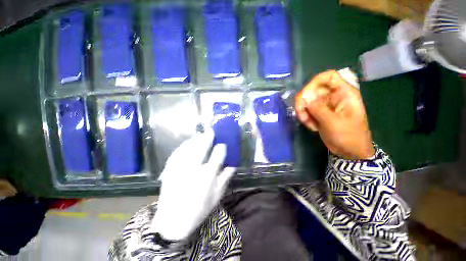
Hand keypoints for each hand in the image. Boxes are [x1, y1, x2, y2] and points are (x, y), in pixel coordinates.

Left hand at [152, 130, 235, 240]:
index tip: (223, 144)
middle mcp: (193, 171)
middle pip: (201, 149)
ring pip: (188, 149)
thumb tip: (233, 165)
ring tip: (200, 134)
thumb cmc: (198, 210)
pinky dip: (183, 146)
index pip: (216, 157)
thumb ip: (225, 179)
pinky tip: (188, 142)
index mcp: (206, 178)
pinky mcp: (169, 170)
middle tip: (211, 131)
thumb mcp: (216, 197)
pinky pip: (177, 153)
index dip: (220, 148)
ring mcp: (179, 169)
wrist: (172, 222)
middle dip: (207, 138)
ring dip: (195, 140)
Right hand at [295, 70, 374, 159]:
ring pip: (307, 101)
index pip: (328, 76)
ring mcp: (326, 105)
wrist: (350, 152)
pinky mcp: (320, 113)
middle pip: (313, 90)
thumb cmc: (348, 136)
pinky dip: (305, 117)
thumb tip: (304, 95)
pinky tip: (311, 127)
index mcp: (344, 93)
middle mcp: (333, 96)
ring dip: (303, 112)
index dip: (314, 82)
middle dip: (304, 102)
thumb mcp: (333, 122)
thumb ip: (318, 108)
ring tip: (308, 123)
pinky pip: (307, 110)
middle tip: (301, 115)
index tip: (305, 95)